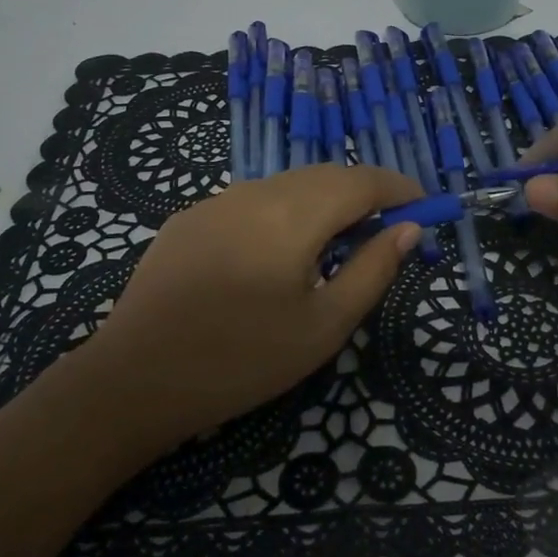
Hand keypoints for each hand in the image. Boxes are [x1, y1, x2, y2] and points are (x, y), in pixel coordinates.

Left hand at [79, 163, 422, 456]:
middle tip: (386, 229)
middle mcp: (255, 191)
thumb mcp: (323, 327)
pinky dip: (284, 213)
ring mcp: (216, 200)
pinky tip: (277, 253)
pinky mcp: (189, 218)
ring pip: (287, 185)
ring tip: (337, 243)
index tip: (424, 205)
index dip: (398, 188)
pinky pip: (252, 201)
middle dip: (363, 194)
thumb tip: (409, 229)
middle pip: (325, 176)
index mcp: (293, 214)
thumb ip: (372, 271)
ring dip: (323, 202)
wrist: (133, 379)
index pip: (361, 181)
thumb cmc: (240, 360)